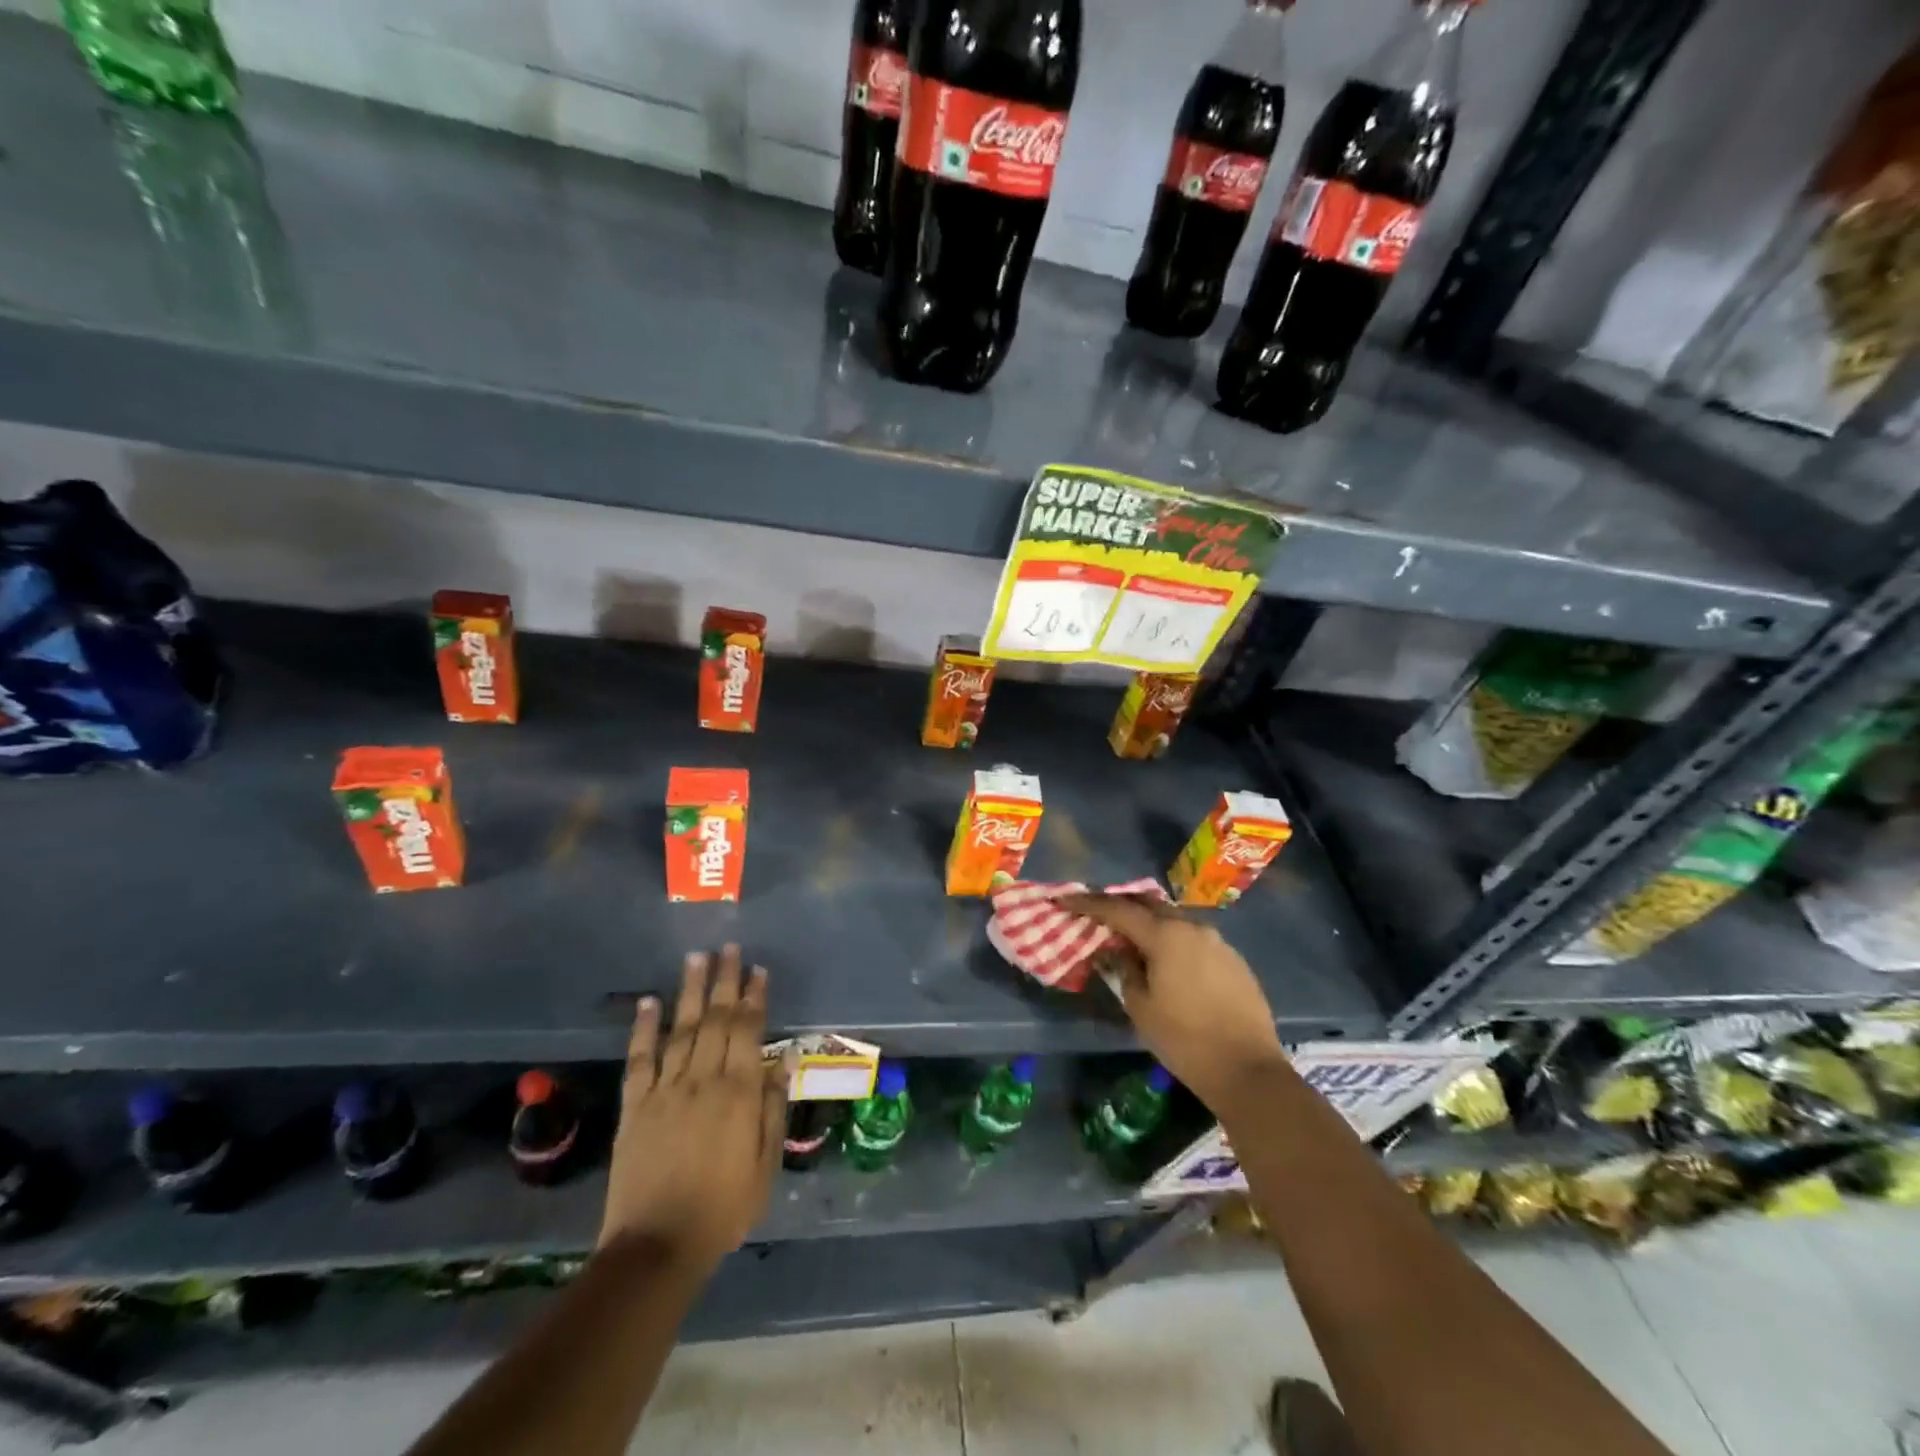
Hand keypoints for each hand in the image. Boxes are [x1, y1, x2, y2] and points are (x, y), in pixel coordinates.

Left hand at [598, 946, 787, 1271]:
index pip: (749, 1031)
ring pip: (682, 1028)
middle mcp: (703, 1079)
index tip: (758, 969)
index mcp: (739, 1092)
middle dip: (725, 980)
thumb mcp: (765, 1164)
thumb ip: (773, 1108)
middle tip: (729, 948)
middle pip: (717, 1019)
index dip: (754, 997)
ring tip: (696, 958)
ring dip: (691, 991)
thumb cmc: (723, 1208)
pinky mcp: (635, 1106)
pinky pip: (640, 1059)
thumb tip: (785, 1059)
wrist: (657, 1247)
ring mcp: (666, 1090)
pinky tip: (649, 1002)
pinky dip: (644, 1028)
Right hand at [1063, 895, 1286, 1116]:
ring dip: (1150, 923)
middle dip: (1121, 905)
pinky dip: (1173, 940)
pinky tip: (1166, 961)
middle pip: (1149, 904)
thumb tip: (1118, 951)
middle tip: (1097, 914)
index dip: (1088, 903)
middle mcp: (1192, 927)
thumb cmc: (1184, 1039)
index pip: (1118, 909)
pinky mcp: (1234, 959)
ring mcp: (1218, 941)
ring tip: (1131, 938)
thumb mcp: (1140, 1007)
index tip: (1065, 900)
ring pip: (1174, 920)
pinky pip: (1194, 938)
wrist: (1247, 1070)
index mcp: (1165, 935)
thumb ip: (1124, 970)